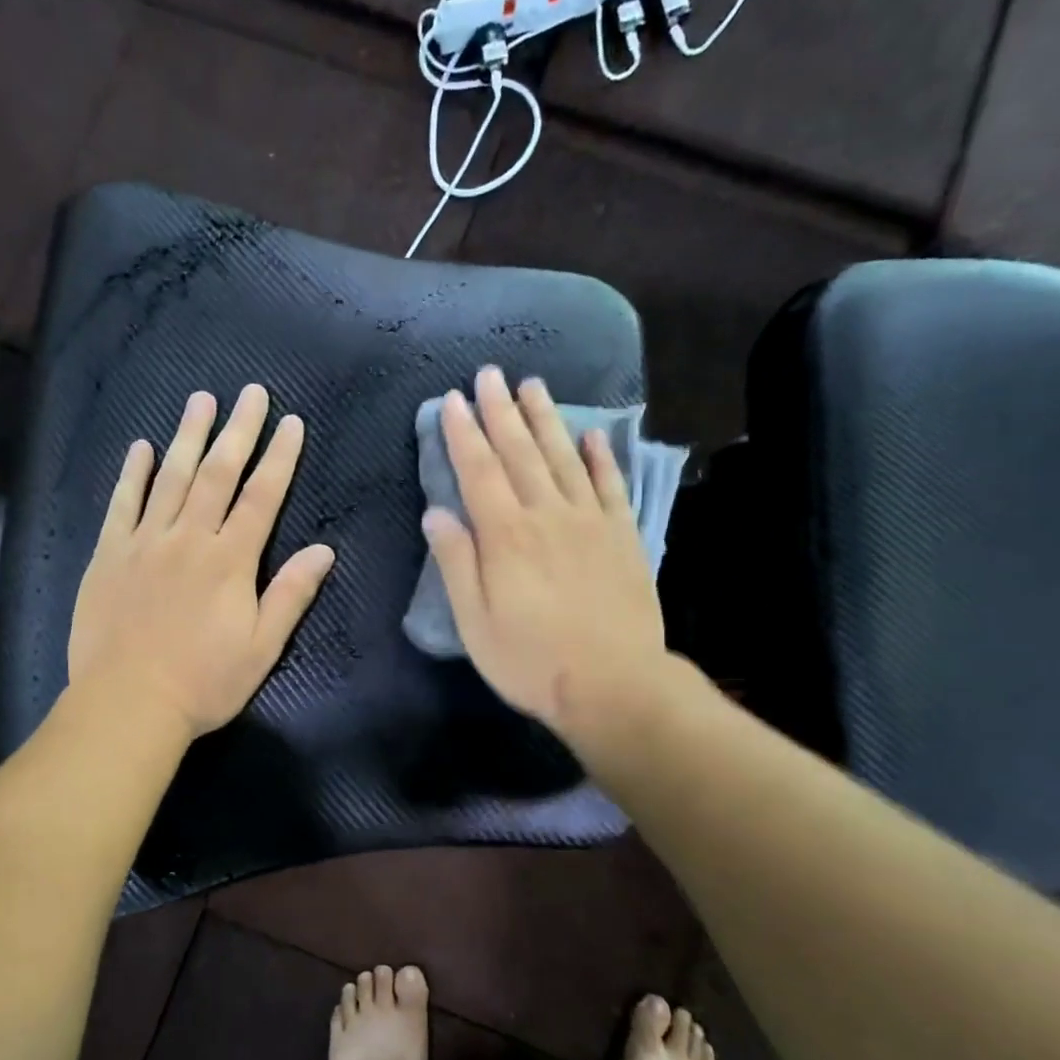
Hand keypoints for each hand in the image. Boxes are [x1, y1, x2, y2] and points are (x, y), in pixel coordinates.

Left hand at [68, 384, 335, 740]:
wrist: (128, 703)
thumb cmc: (204, 682)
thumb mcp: (262, 647)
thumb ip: (291, 594)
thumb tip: (324, 550)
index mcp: (229, 560)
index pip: (262, 496)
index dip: (279, 457)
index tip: (291, 422)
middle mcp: (188, 539)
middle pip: (217, 474)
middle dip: (238, 431)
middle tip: (250, 392)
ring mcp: (144, 543)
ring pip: (170, 478)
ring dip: (187, 436)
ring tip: (200, 400)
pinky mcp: (108, 555)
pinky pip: (121, 504)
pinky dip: (132, 474)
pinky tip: (141, 447)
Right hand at [422, 367, 683, 747]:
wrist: (614, 685)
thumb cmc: (530, 660)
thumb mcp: (474, 621)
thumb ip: (456, 562)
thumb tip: (436, 512)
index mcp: (505, 535)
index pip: (478, 470)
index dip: (463, 432)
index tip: (452, 399)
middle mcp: (547, 515)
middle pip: (520, 452)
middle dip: (501, 410)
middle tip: (490, 374)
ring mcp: (589, 522)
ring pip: (564, 457)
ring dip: (546, 419)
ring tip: (532, 385)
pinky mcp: (623, 536)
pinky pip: (610, 485)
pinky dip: (601, 456)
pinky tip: (593, 434)